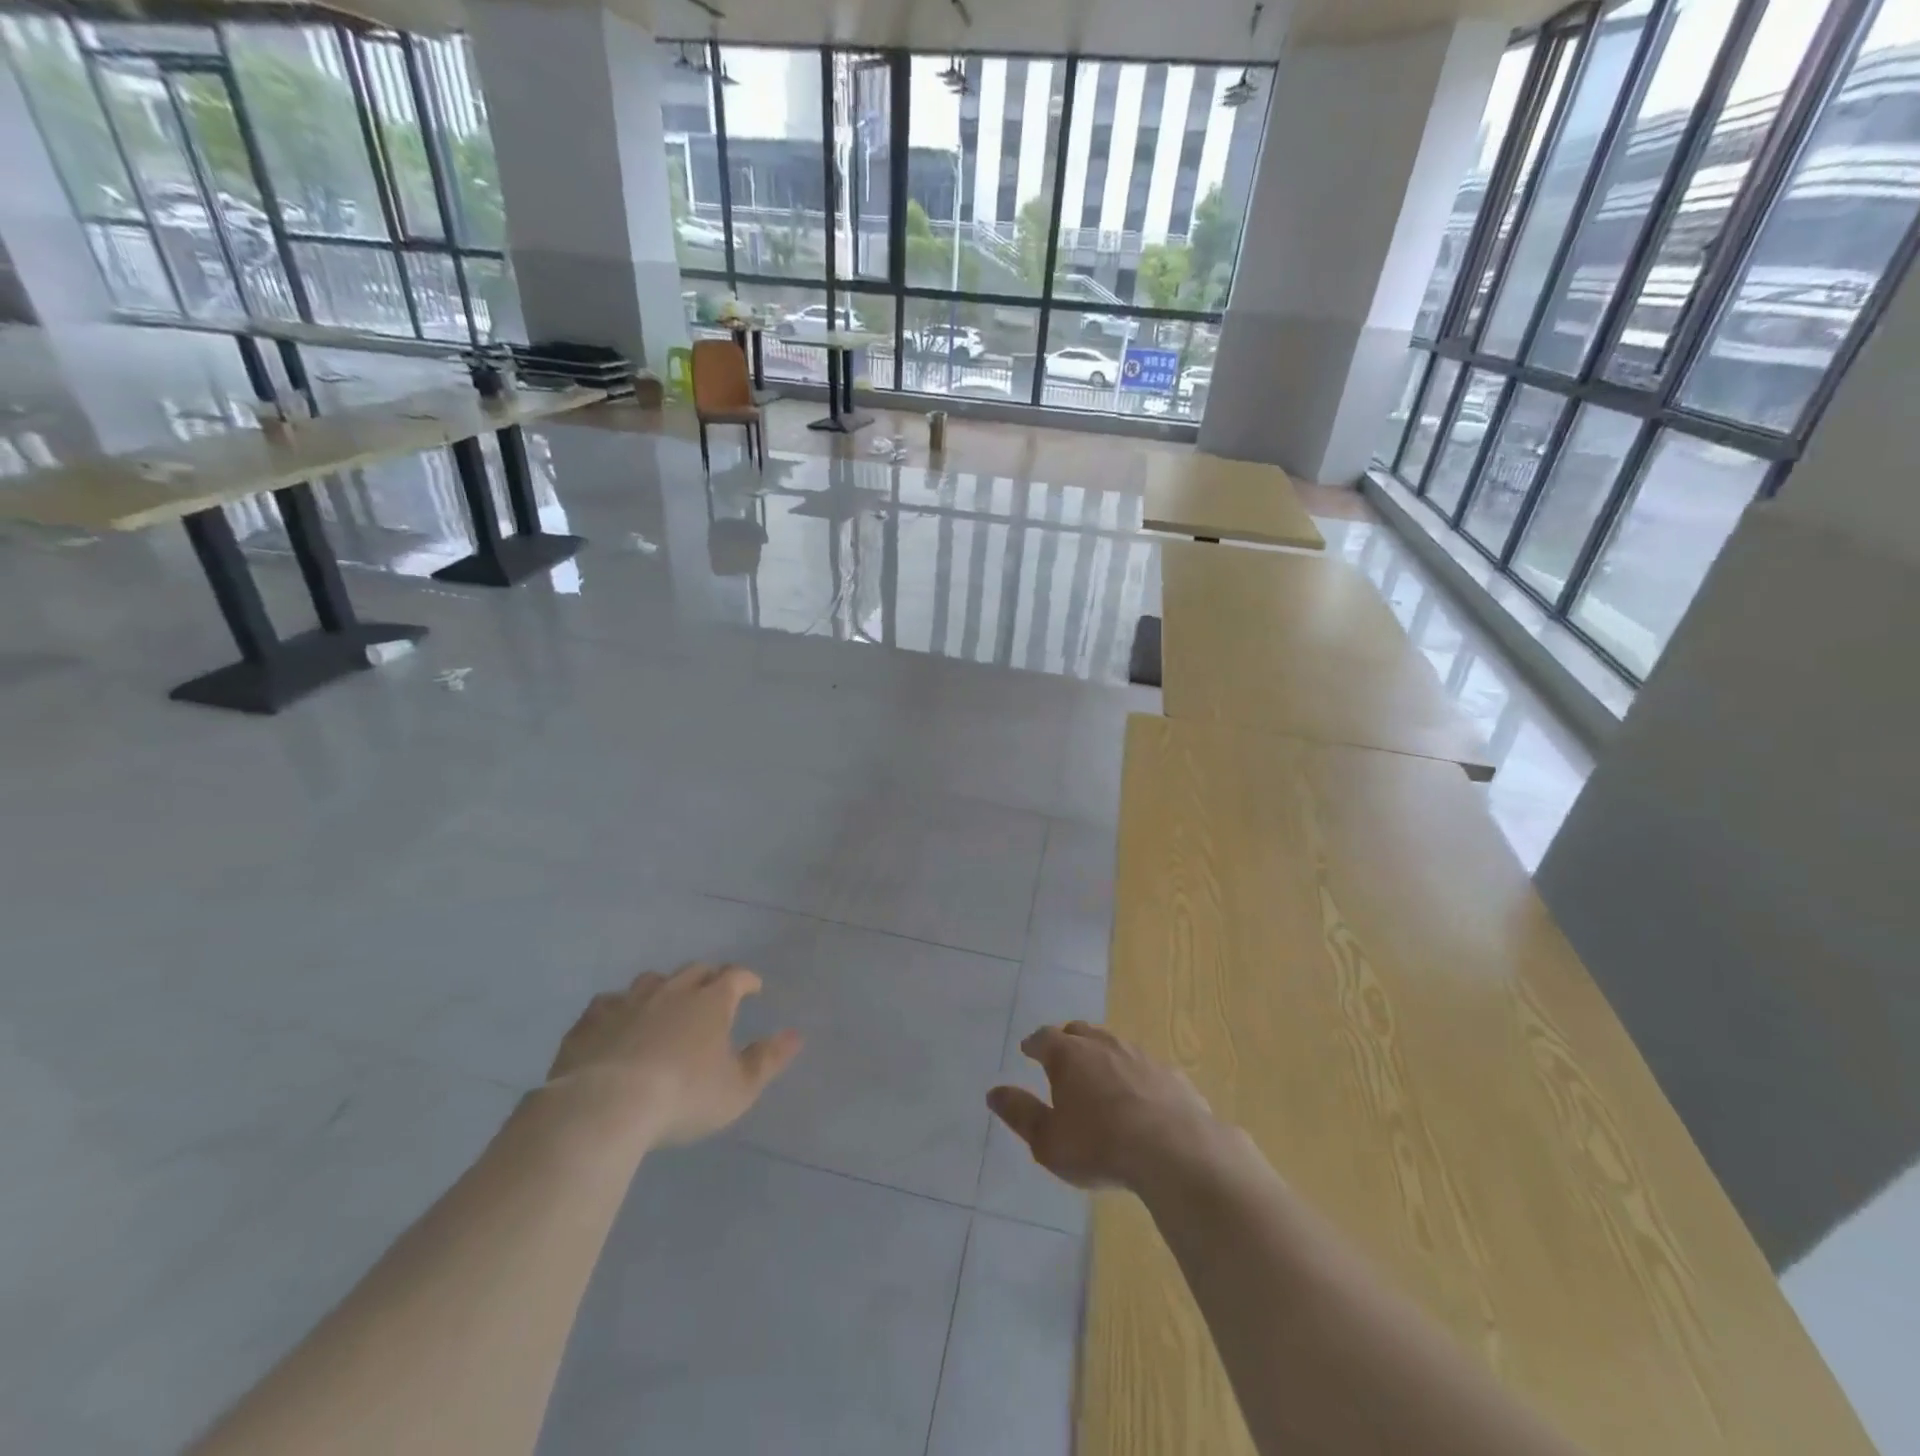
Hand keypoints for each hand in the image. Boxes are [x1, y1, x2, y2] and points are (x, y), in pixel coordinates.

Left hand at [545, 963, 801, 1151]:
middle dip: (708, 977)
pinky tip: (617, 1023)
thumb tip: (796, 1035)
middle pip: (695, 970)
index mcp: (711, 1001)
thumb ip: (768, 1060)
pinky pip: (608, 1003)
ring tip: (665, 1003)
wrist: (605, 1106)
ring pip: (651, 980)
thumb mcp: (738, 1088)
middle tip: (713, 993)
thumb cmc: (683, 1096)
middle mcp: (672, 990)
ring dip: (664, 987)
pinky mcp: (591, 1020)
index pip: (736, 976)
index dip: (747, 979)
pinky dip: (619, 1009)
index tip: (754, 988)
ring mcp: (628, 1001)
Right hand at [987, 1021, 1221, 1192]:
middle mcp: (1103, 1045)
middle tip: (1062, 1057)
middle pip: (1080, 1031)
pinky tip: (1140, 1096)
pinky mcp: (1170, 1074)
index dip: (1034, 1044)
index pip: (1044, 1038)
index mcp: (1069, 1055)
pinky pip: (1145, 1068)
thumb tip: (994, 1092)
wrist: (1174, 1151)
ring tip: (1099, 1075)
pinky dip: (1135, 1076)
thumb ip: (1020, 1114)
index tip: (1028, 1050)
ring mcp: (1140, 1056)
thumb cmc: (1099, 1146)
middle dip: (1068, 1041)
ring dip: (1103, 1055)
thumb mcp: (1048, 1140)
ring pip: (1115, 1045)